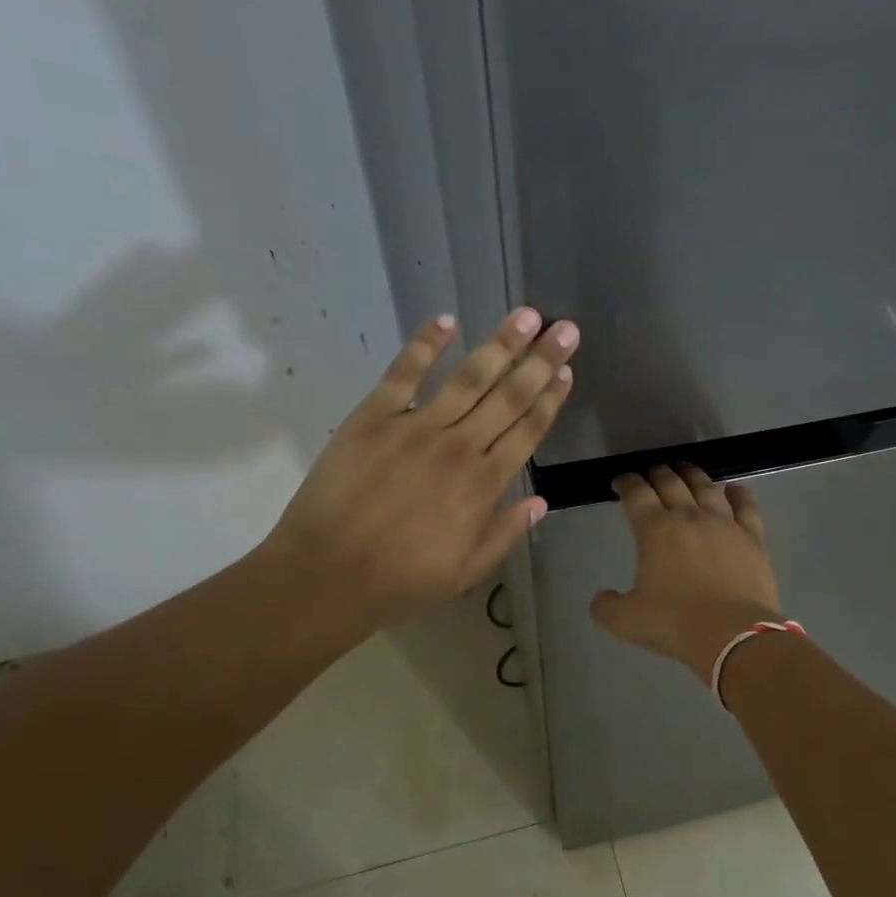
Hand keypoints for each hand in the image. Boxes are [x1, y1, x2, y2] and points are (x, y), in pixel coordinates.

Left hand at [255, 307, 577, 646]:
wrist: (328, 575)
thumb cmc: (402, 581)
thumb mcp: (467, 570)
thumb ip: (506, 532)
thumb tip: (542, 503)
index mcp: (483, 485)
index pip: (527, 431)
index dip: (550, 399)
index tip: (567, 373)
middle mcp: (458, 446)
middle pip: (508, 396)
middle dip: (541, 361)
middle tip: (565, 329)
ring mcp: (415, 427)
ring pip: (468, 377)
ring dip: (500, 344)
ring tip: (527, 315)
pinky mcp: (373, 416)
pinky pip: (404, 372)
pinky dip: (425, 344)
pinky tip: (446, 320)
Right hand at [590, 465, 782, 678]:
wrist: (733, 635)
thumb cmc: (675, 623)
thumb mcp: (626, 622)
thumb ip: (606, 607)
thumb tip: (601, 598)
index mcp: (655, 530)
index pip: (636, 493)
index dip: (626, 483)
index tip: (620, 482)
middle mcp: (689, 516)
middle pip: (670, 482)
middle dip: (656, 474)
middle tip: (650, 474)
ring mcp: (724, 524)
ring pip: (706, 487)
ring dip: (692, 475)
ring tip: (685, 471)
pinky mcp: (752, 538)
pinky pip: (745, 506)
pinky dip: (737, 494)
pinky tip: (733, 489)